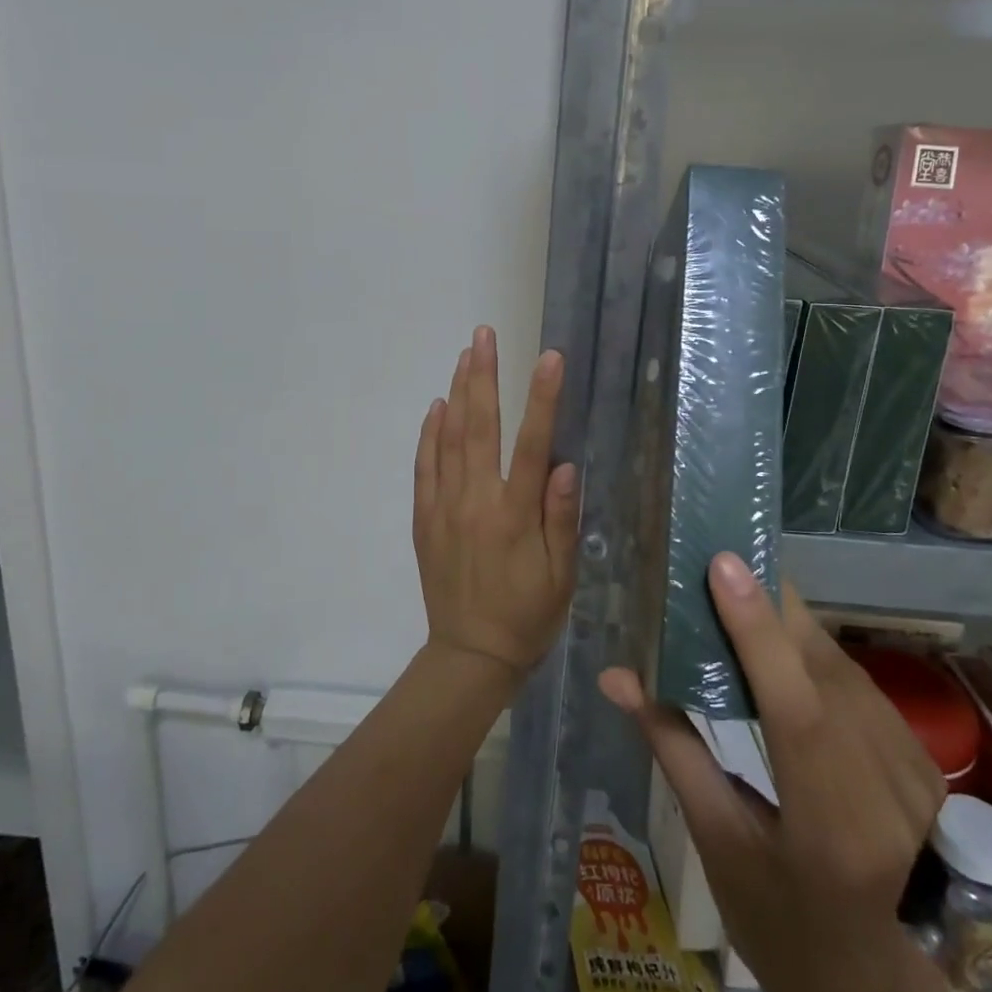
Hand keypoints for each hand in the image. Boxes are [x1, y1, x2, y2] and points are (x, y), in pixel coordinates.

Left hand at [413, 327, 578, 679]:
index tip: (549, 358)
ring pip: (449, 439)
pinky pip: (424, 467)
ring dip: (458, 393)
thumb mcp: (560, 576)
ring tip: (465, 356)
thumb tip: (567, 465)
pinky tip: (437, 407)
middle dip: (483, 375)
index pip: (533, 444)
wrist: (470, 656)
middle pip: (480, 426)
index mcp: (515, 514)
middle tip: (484, 335)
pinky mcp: (424, 519)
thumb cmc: (527, 616)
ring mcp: (444, 507)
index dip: (543, 398)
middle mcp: (476, 501)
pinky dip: (429, 434)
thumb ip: (561, 519)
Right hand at [599, 554, 952, 991]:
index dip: (758, 631)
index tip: (724, 564)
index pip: (796, 710)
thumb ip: (671, 745)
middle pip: (823, 672)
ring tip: (742, 588)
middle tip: (720, 562)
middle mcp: (887, 796)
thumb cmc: (774, 920)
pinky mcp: (925, 763)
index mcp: (830, 831)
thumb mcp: (714, 840)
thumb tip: (615, 675)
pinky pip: (859, 684)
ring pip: (843, 668)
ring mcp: (917, 777)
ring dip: (791, 624)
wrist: (867, 979)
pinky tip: (781, 640)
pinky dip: (814, 652)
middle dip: (771, 607)